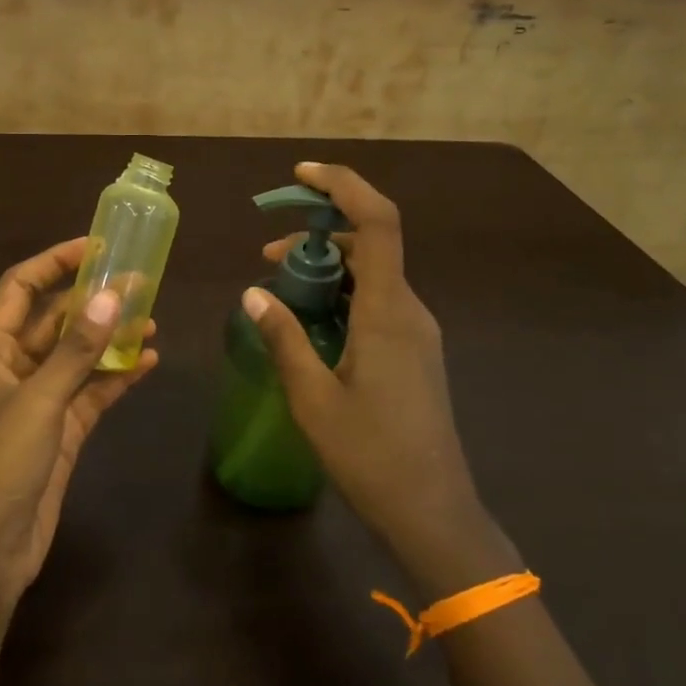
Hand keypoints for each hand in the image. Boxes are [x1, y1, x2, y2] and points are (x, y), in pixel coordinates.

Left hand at [0, 238, 158, 611]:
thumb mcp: (37, 401)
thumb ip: (76, 350)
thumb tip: (113, 296)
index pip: (21, 288)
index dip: (55, 262)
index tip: (96, 246)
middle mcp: (13, 369)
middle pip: (55, 320)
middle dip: (94, 300)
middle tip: (141, 283)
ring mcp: (39, 402)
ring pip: (78, 356)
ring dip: (111, 337)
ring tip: (152, 319)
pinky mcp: (61, 432)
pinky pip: (92, 392)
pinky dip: (118, 376)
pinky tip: (150, 361)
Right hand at [244, 163, 513, 593]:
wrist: (432, 511)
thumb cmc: (371, 455)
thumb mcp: (313, 397)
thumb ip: (283, 338)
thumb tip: (252, 293)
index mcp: (389, 312)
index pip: (377, 222)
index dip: (342, 186)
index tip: (301, 175)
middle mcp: (410, 310)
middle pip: (371, 243)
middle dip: (319, 233)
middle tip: (267, 254)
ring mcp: (416, 332)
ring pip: (373, 274)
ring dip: (327, 267)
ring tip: (278, 287)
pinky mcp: (414, 352)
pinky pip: (377, 302)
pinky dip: (342, 294)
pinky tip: (309, 321)